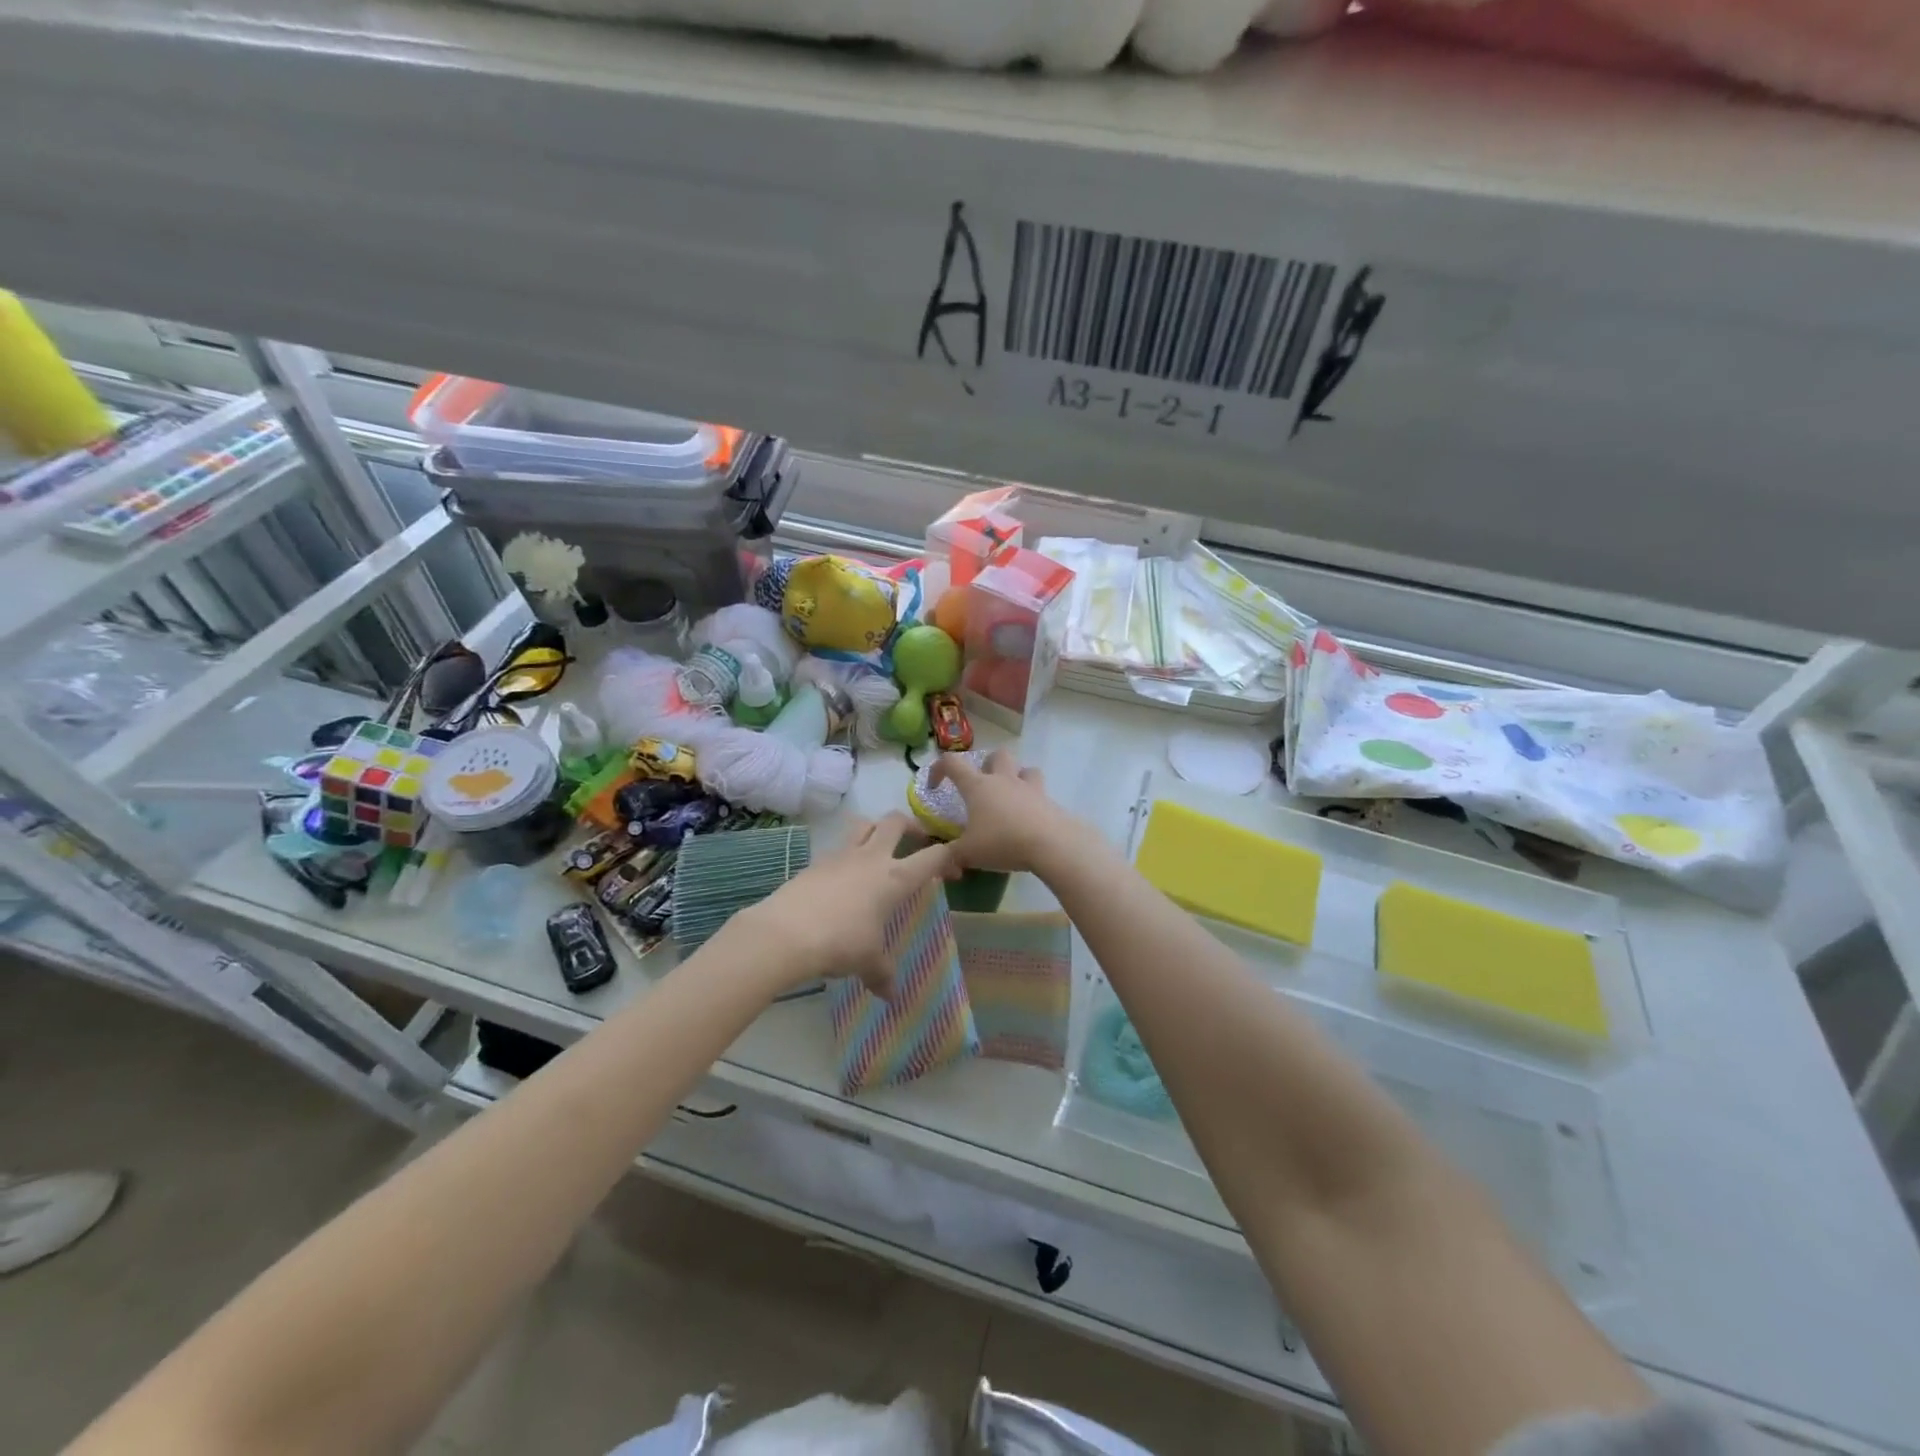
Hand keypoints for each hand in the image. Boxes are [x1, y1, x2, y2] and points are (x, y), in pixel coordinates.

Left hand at [725, 815, 953, 996]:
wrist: (786, 933)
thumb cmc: (840, 943)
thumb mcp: (867, 961)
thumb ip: (882, 973)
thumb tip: (891, 996)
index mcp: (895, 878)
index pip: (932, 856)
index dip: (949, 857)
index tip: (954, 869)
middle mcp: (872, 858)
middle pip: (896, 822)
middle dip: (911, 826)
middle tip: (916, 841)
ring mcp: (841, 855)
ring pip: (864, 825)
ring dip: (876, 829)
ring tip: (879, 847)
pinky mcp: (816, 862)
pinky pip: (838, 848)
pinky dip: (847, 855)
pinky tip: (844, 878)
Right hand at [929, 750, 1079, 874]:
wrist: (1050, 844)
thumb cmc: (1002, 842)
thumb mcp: (968, 853)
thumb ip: (950, 855)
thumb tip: (940, 861)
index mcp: (978, 786)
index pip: (952, 763)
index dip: (939, 769)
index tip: (935, 787)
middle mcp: (1004, 780)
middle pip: (997, 755)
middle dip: (988, 764)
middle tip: (983, 786)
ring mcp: (1030, 788)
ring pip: (1025, 769)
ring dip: (1017, 777)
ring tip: (1011, 798)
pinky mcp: (1049, 801)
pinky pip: (1040, 793)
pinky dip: (1033, 801)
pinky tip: (1029, 820)